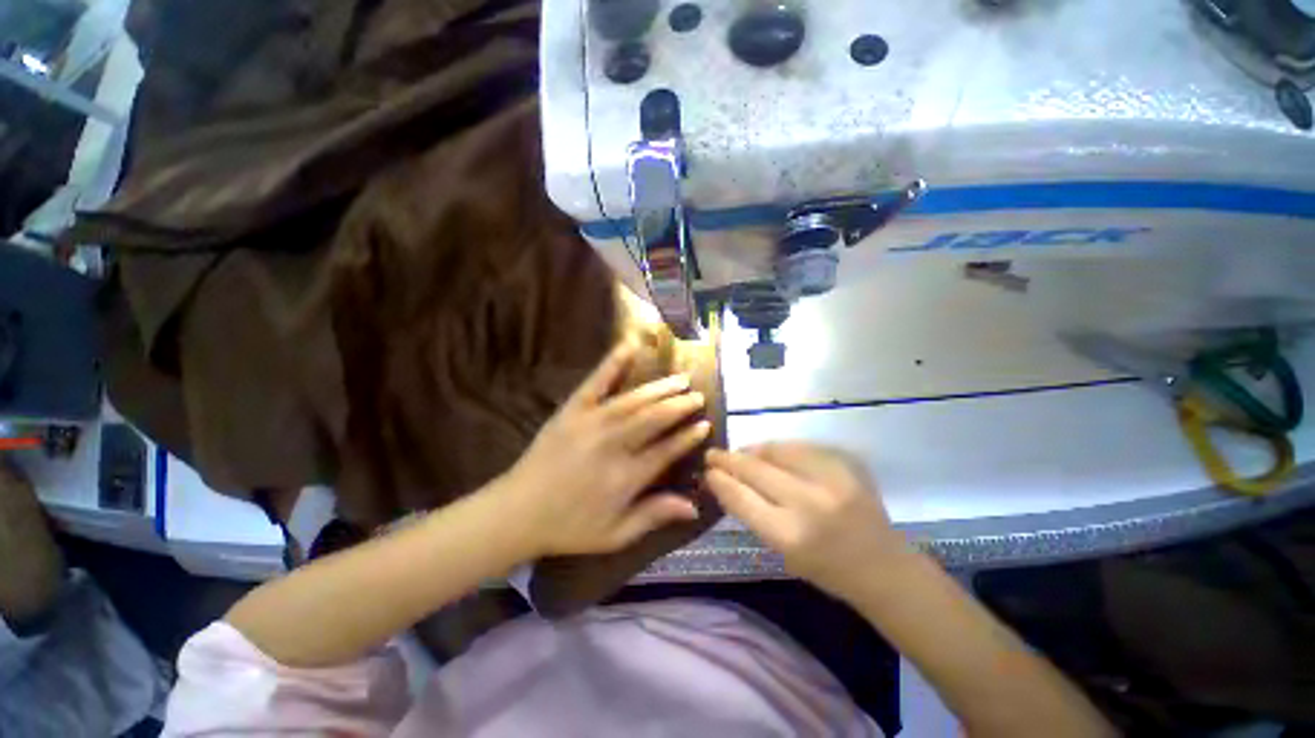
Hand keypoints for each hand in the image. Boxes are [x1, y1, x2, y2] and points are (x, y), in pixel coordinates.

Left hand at [498, 341, 711, 558]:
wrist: (517, 512)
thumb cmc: (569, 526)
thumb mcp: (615, 534)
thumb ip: (655, 516)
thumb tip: (695, 506)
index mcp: (626, 477)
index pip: (667, 451)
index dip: (688, 437)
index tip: (705, 425)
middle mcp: (613, 445)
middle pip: (655, 419)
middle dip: (680, 406)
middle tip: (698, 395)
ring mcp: (592, 422)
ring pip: (634, 400)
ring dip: (660, 388)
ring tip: (681, 379)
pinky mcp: (573, 409)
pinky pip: (596, 381)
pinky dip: (614, 362)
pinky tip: (630, 345)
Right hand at [705, 442, 912, 599]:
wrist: (883, 565)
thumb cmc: (826, 568)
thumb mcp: (782, 551)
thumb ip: (753, 513)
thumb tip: (726, 480)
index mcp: (790, 536)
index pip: (741, 497)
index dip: (720, 480)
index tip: (707, 471)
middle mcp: (810, 504)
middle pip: (755, 469)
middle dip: (729, 459)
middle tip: (713, 454)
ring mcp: (832, 479)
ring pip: (776, 450)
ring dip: (753, 450)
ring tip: (742, 453)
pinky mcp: (847, 463)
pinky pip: (801, 446)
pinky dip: (781, 448)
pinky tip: (773, 453)